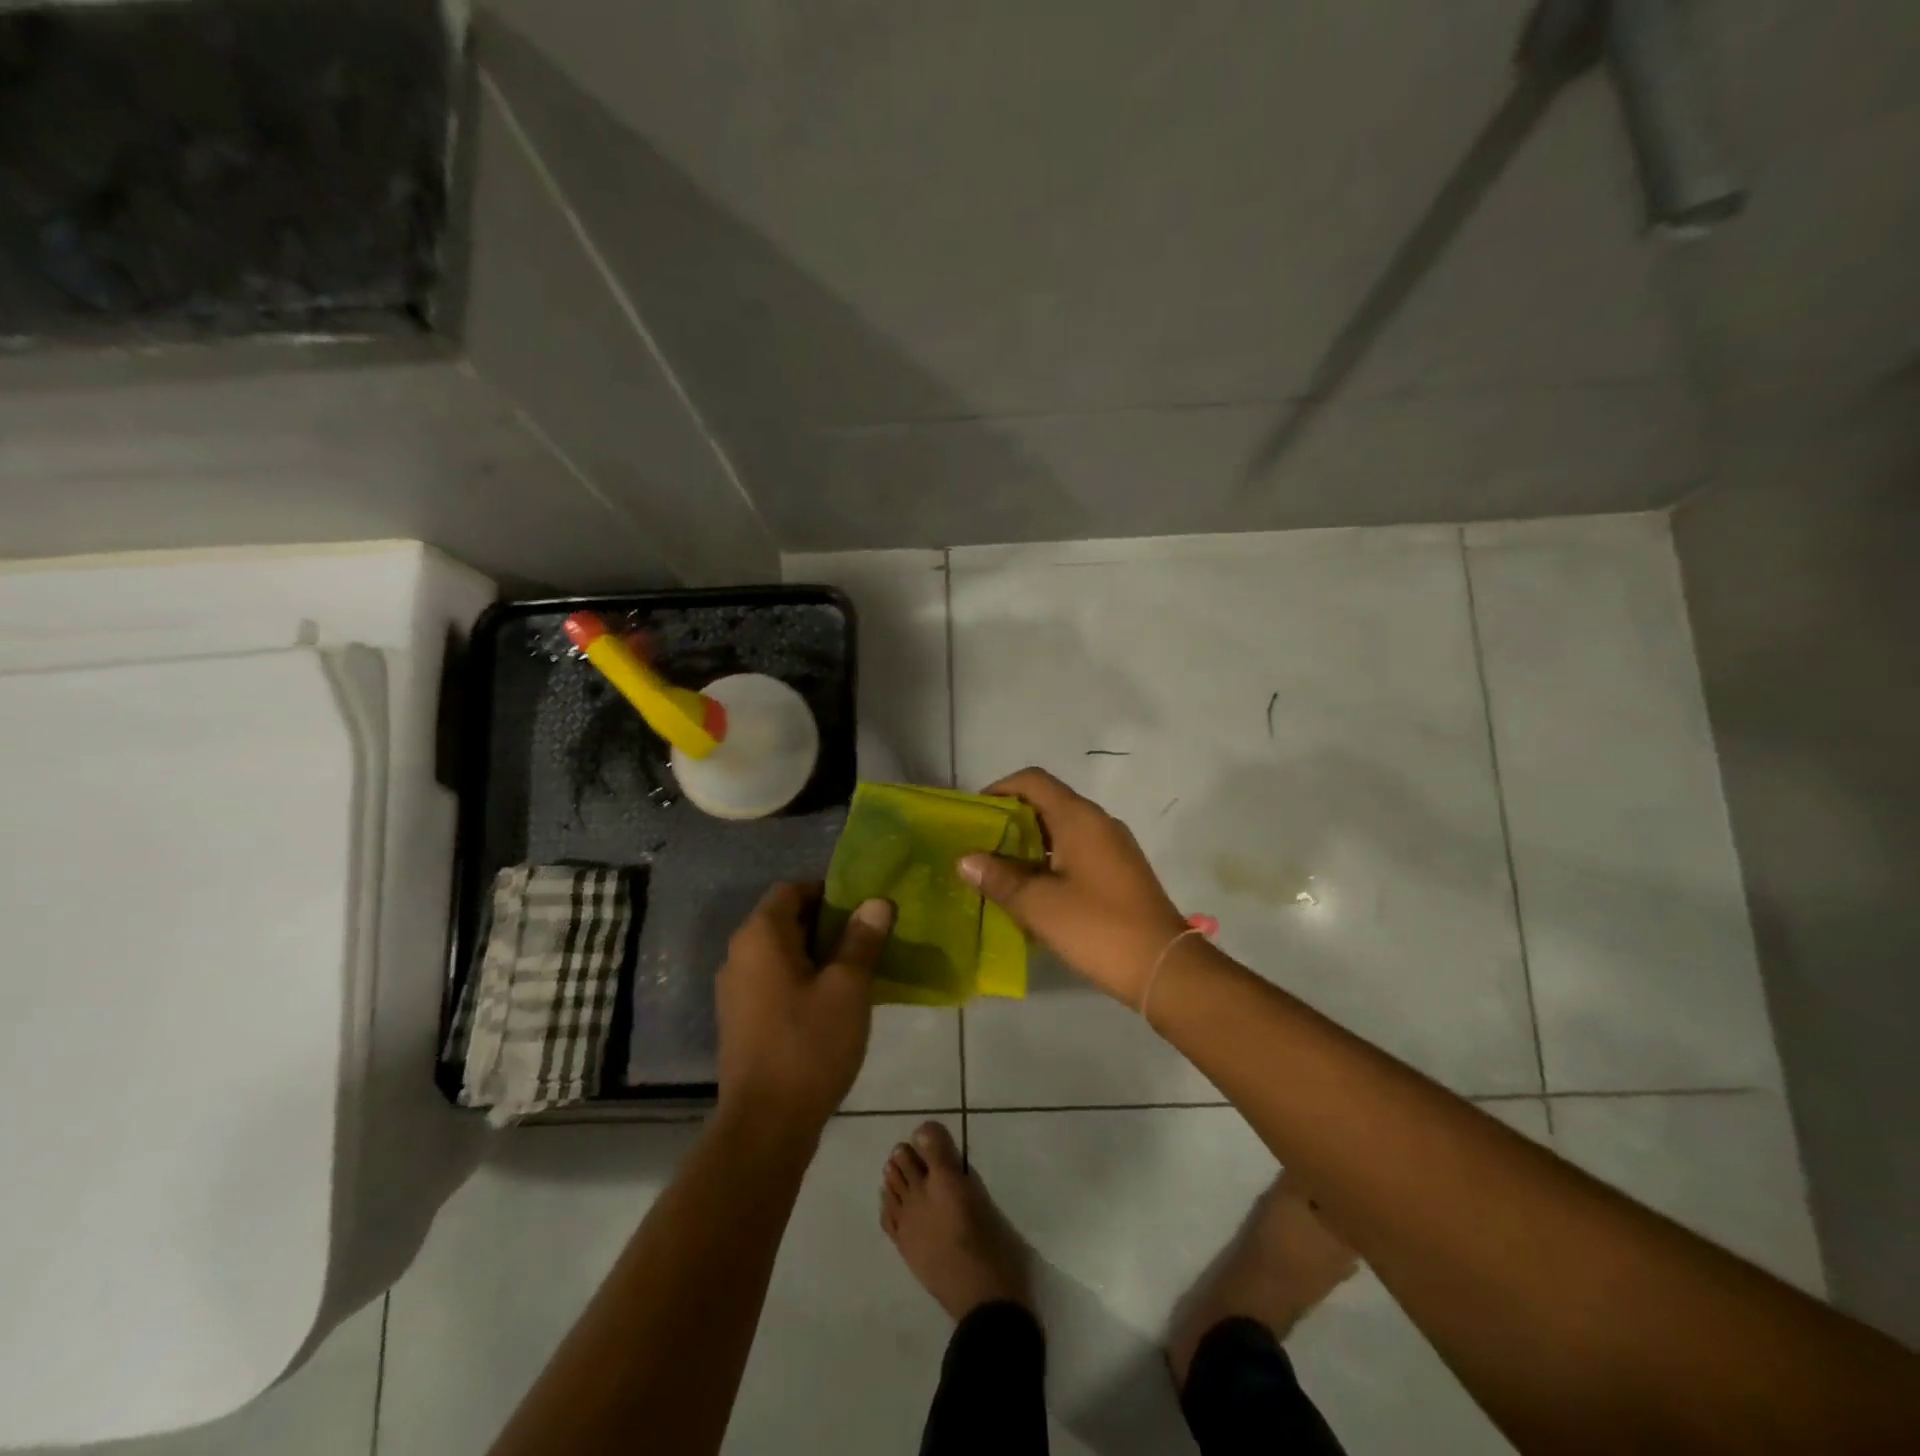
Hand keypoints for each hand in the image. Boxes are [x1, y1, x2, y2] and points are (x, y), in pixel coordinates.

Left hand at [715, 883, 893, 1136]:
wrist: (765, 1125)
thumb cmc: (809, 1045)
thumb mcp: (848, 988)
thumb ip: (862, 939)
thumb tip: (877, 902)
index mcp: (760, 936)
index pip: (791, 890)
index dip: (828, 891)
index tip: (862, 908)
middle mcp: (739, 955)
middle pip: (785, 919)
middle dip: (827, 922)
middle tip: (868, 936)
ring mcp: (735, 990)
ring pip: (780, 952)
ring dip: (816, 953)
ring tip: (857, 968)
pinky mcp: (740, 1020)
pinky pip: (773, 980)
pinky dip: (801, 979)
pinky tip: (832, 1002)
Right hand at [960, 768, 1188, 1004]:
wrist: (1164, 967)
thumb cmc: (1097, 928)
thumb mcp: (1038, 905)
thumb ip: (999, 878)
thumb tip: (966, 860)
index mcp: (1079, 818)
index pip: (1033, 781)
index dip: (1000, 789)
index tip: (976, 814)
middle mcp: (1098, 822)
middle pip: (1047, 802)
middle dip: (1011, 819)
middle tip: (981, 846)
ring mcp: (1114, 846)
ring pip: (1063, 829)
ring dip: (1030, 843)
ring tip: (1000, 870)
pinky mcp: (1121, 870)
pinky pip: (1078, 850)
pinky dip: (1051, 859)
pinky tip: (1034, 890)